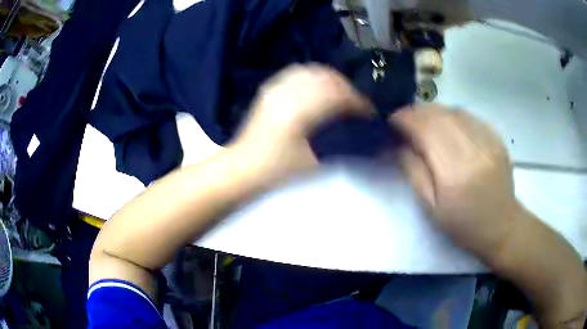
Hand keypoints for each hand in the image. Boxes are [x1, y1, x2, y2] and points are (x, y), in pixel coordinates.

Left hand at [232, 64, 371, 184]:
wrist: (243, 168)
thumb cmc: (278, 169)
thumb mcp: (313, 160)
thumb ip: (340, 143)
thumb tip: (363, 133)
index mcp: (300, 108)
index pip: (338, 93)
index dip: (358, 101)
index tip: (369, 113)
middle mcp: (289, 91)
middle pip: (327, 76)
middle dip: (346, 88)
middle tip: (355, 105)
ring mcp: (277, 87)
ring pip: (312, 71)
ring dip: (330, 81)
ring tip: (339, 97)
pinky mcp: (270, 90)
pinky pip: (296, 74)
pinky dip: (313, 78)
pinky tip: (317, 90)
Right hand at [390, 104, 519, 257]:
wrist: (501, 226)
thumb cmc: (463, 224)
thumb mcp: (430, 207)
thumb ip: (412, 171)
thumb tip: (397, 143)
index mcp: (453, 172)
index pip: (425, 129)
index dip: (404, 118)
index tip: (391, 121)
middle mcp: (472, 149)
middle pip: (439, 114)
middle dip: (416, 112)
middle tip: (405, 121)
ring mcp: (488, 140)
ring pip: (454, 111)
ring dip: (434, 112)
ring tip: (425, 124)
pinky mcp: (496, 138)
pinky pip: (469, 116)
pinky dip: (453, 116)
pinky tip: (449, 127)